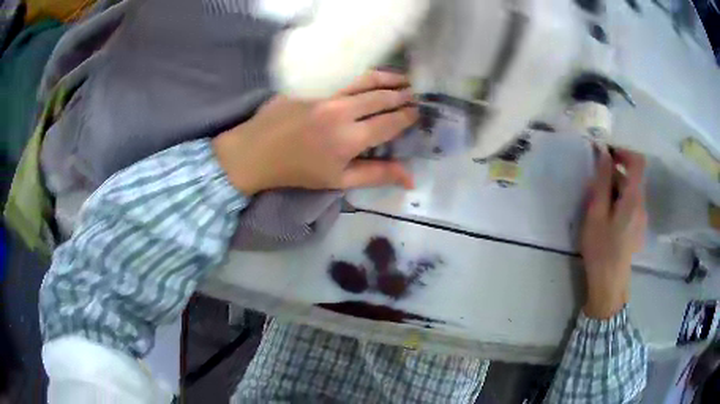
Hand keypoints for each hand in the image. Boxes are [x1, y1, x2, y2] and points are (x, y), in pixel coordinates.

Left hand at [212, 71, 417, 194]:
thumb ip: (377, 175)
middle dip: (403, 95)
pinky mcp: (312, 82)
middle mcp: (341, 110)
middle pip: (382, 97)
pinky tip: (373, 74)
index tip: (419, 112)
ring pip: (366, 79)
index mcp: (349, 139)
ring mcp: (325, 92)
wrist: (256, 152)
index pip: (390, 122)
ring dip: (389, 78)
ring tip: (404, 80)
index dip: (408, 116)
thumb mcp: (339, 180)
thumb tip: (411, 178)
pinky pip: (345, 73)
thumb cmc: (298, 171)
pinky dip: (364, 73)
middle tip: (416, 94)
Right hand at [580, 146, 646, 318]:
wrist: (609, 284)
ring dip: (616, 187)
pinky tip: (606, 216)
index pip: (638, 161)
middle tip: (595, 183)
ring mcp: (641, 217)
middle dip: (615, 172)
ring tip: (598, 202)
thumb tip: (604, 153)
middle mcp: (642, 204)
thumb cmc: (601, 249)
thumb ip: (602, 181)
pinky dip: (619, 200)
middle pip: (633, 177)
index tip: (607, 154)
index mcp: (634, 198)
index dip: (624, 151)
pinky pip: (631, 204)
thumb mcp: (596, 213)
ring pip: (631, 191)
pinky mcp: (638, 227)